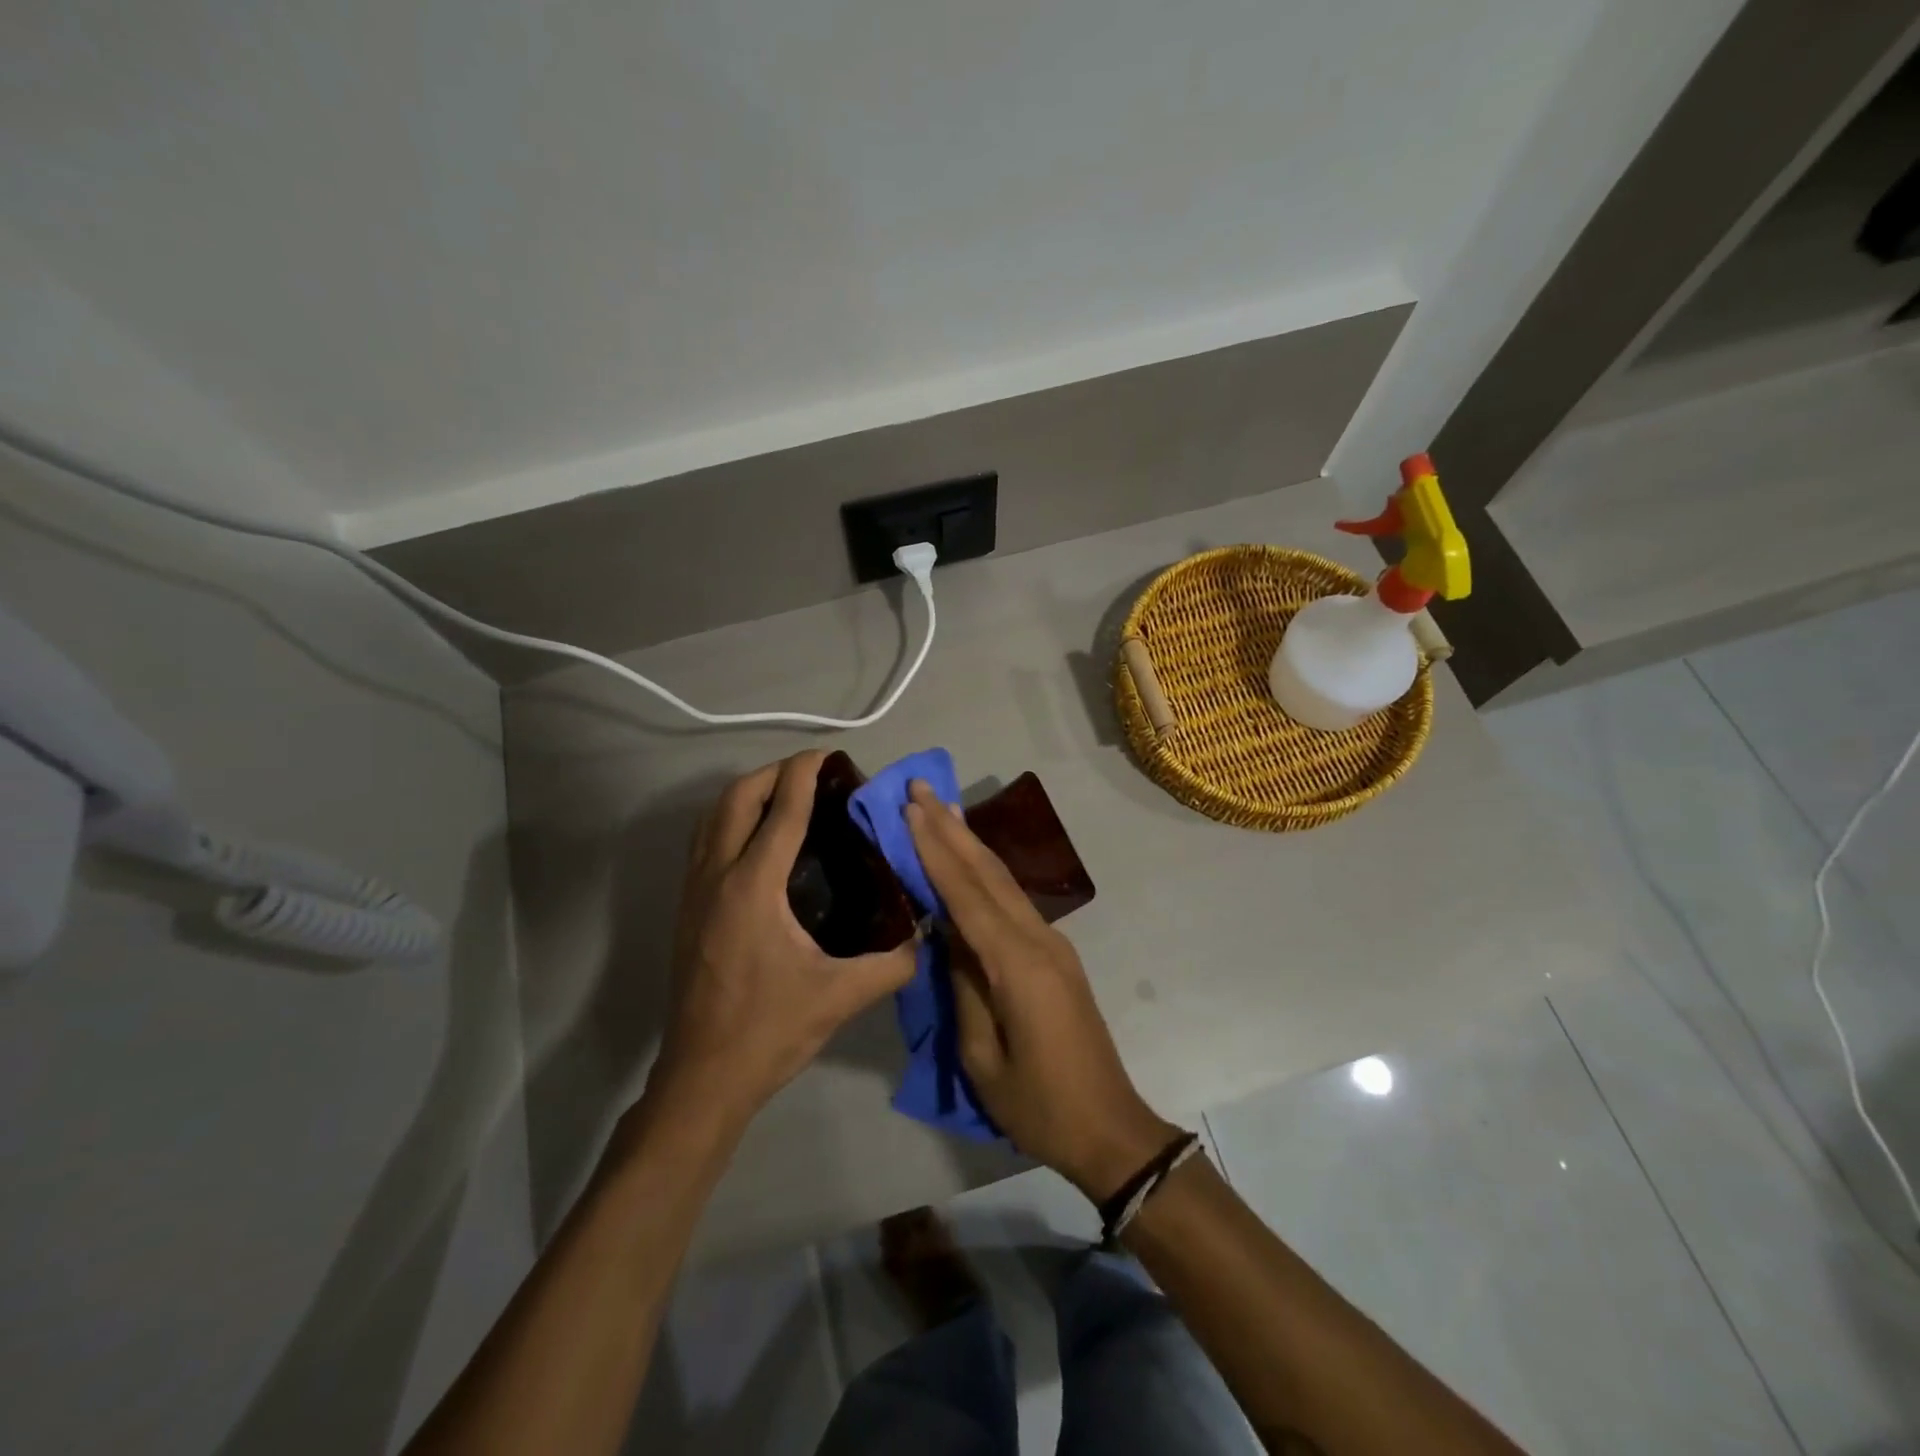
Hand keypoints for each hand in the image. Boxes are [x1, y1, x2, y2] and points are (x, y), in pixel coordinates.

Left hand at [649, 752, 917, 1128]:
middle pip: (736, 799)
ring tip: (784, 796)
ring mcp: (694, 892)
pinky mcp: (686, 910)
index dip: (804, 774)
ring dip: (746, 794)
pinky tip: (757, 841)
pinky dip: (730, 821)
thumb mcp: (840, 996)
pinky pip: (704, 842)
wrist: (704, 1077)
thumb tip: (927, 936)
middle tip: (810, 773)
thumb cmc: (769, 1030)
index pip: (782, 811)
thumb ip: (893, 963)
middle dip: (772, 774)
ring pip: (712, 818)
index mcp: (753, 887)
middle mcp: (717, 877)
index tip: (827, 754)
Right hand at [903, 780, 1179, 1201]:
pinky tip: (970, 859)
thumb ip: (963, 987)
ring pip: (1003, 881)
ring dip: (969, 842)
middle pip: (988, 873)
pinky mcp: (1055, 955)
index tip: (909, 809)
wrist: (1109, 1127)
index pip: (966, 894)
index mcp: (1017, 964)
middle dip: (951, 828)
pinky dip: (985, 872)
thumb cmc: (1039, 1104)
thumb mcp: (982, 1057)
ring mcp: (1052, 944)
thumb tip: (947, 935)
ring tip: (941, 808)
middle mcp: (1039, 939)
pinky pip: (1012, 902)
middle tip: (919, 788)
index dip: (935, 850)